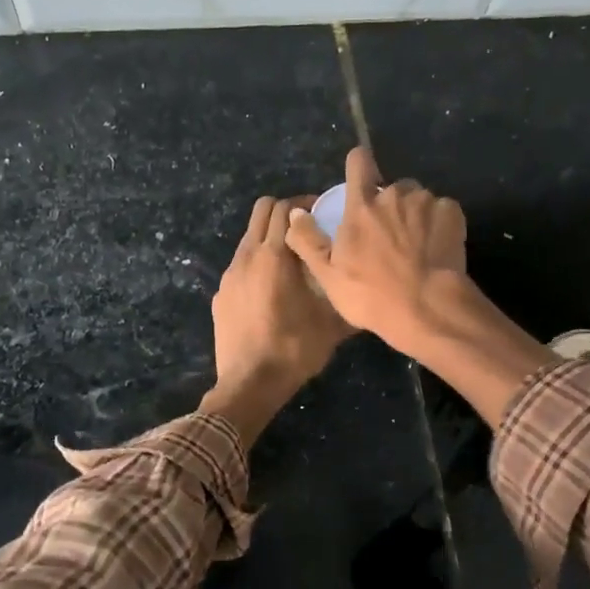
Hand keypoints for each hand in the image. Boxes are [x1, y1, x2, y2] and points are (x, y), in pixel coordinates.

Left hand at [201, 194, 353, 443]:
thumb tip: (368, 287)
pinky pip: (240, 263)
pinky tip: (271, 289)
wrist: (248, 384)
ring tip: (291, 260)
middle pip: (262, 210)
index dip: (305, 204)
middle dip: (285, 212)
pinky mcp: (221, 294)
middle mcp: (248, 256)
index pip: (285, 208)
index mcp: (274, 256)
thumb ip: (348, 297)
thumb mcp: (332, 325)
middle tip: (308, 229)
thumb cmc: (293, 350)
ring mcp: (229, 275)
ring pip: (249, 236)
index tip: (323, 214)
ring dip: (270, 236)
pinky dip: (256, 262)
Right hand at [284, 147, 468, 355]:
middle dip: (391, 205)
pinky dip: (441, 224)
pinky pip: (443, 210)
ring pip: (419, 199)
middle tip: (391, 237)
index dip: (359, 165)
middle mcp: (393, 195)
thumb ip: (308, 240)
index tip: (361, 176)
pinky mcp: (452, 213)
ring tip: (417, 246)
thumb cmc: (371, 295)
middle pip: (392, 188)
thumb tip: (295, 212)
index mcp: (361, 206)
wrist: (425, 308)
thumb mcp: (328, 275)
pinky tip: (437, 249)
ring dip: (416, 215)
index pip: (359, 163)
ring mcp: (425, 202)